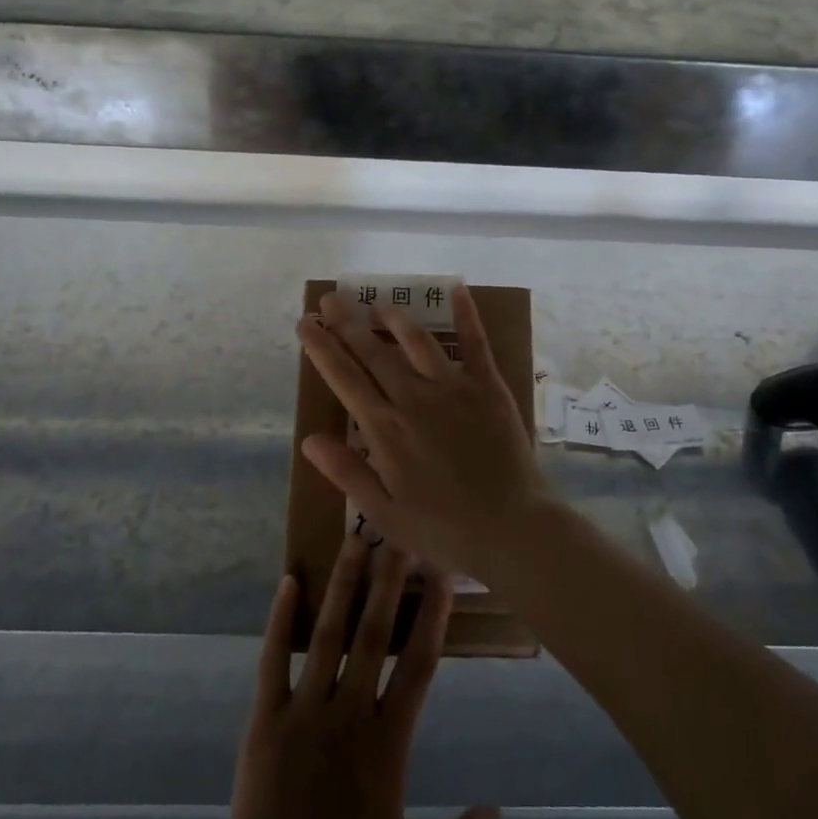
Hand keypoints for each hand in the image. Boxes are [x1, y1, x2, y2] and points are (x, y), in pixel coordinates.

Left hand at [163, 536, 498, 818]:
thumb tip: (499, 812)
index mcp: (387, 744)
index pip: (417, 665)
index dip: (432, 616)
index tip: (442, 575)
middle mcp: (348, 714)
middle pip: (373, 634)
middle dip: (388, 580)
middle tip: (398, 534)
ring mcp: (303, 712)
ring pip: (327, 634)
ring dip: (342, 585)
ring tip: (352, 542)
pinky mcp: (264, 720)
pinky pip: (272, 659)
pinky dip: (280, 620)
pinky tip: (287, 582)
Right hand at [296, 284, 550, 581]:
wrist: (511, 528)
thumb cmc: (444, 529)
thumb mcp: (383, 514)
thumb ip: (347, 473)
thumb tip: (309, 439)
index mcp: (385, 429)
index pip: (344, 378)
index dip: (322, 348)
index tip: (306, 323)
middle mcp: (414, 398)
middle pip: (374, 352)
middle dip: (348, 323)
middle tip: (331, 298)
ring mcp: (453, 387)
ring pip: (417, 341)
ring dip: (394, 318)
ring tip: (378, 302)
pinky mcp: (488, 386)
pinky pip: (475, 342)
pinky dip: (466, 314)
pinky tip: (457, 289)